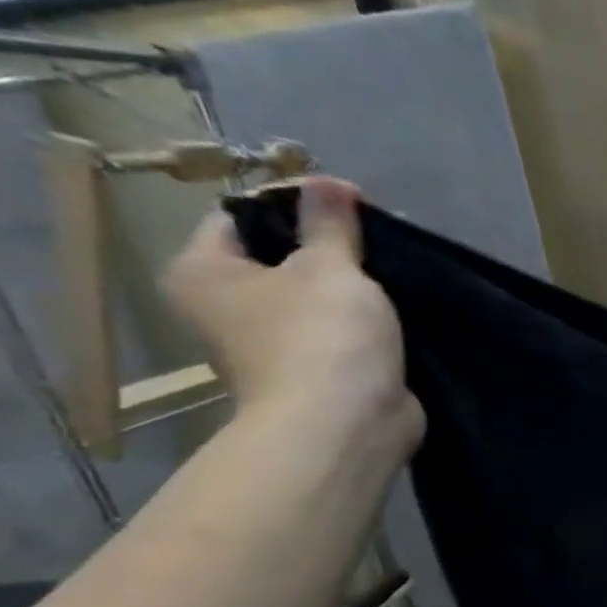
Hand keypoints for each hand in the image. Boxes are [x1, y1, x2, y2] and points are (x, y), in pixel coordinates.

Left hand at [162, 177, 422, 459]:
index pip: (241, 216)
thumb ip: (330, 223)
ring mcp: (275, 343)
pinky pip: (342, 329)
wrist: (346, 424)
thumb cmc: (322, 336)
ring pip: (316, 295)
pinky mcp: (320, 369)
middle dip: (330, 243)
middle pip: (280, 255)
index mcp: (205, 273)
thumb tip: (327, 182)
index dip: (295, 202)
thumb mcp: (329, 267)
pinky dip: (367, 318)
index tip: (350, 201)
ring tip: (398, 267)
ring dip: (354, 283)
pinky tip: (401, 307)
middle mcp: (227, 307)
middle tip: (380, 233)